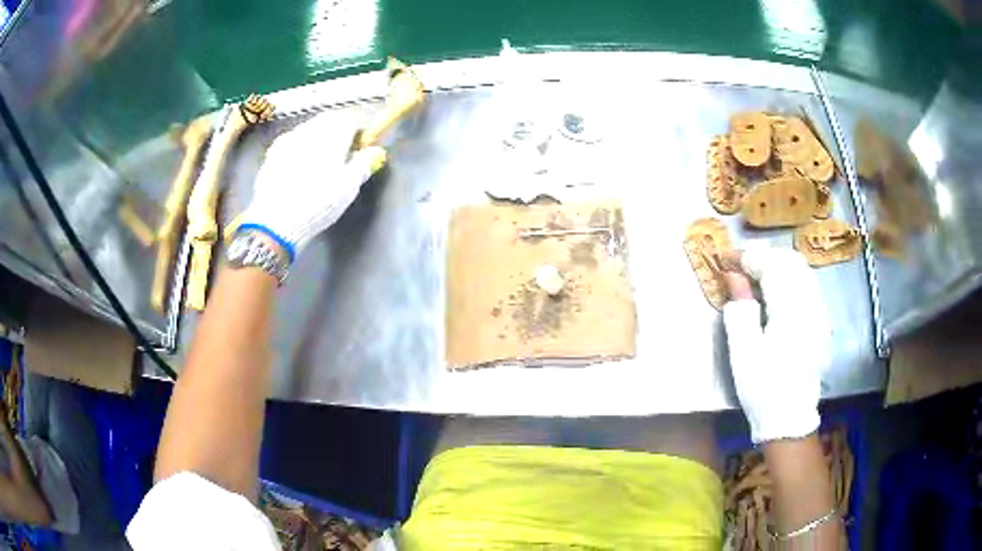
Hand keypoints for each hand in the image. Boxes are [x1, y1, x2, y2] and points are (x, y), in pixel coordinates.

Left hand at [238, 110, 386, 261]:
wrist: (275, 222)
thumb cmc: (317, 203)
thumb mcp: (348, 187)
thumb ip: (363, 164)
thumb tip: (373, 152)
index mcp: (332, 134)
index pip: (350, 119)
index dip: (358, 131)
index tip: (361, 146)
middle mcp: (309, 130)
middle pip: (328, 121)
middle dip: (337, 131)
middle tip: (342, 153)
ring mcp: (288, 140)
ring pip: (308, 129)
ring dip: (318, 138)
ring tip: (320, 162)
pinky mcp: (272, 153)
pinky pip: (291, 142)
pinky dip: (300, 148)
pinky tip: (299, 167)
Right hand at [722, 246, 830, 442]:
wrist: (790, 419)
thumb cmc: (763, 388)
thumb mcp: (743, 352)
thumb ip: (740, 309)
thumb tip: (733, 277)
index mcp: (790, 310)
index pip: (771, 265)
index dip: (747, 256)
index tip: (727, 258)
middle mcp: (810, 304)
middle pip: (791, 261)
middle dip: (765, 256)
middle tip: (742, 267)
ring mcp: (819, 313)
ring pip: (802, 271)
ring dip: (779, 266)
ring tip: (758, 276)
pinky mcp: (821, 323)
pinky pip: (808, 287)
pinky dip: (791, 279)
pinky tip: (777, 295)